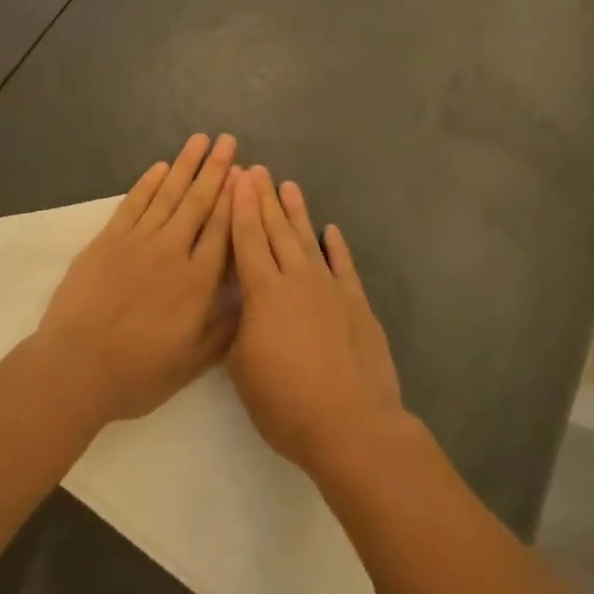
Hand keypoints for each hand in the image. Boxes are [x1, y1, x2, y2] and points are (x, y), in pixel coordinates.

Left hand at [34, 133, 239, 424]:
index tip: (245, 172)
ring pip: (167, 194)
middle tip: (228, 140)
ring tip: (200, 140)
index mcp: (197, 281)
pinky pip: (133, 203)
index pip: (222, 228)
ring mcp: (138, 241)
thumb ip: (224, 327)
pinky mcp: (108, 239)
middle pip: (198, 202)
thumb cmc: (138, 371)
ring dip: (185, 165)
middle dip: (215, 169)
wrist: (76, 366)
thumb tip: (249, 295)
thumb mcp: (193, 362)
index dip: (234, 198)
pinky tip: (160, 167)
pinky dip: (148, 183)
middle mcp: (172, 251)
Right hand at [227, 168, 406, 479]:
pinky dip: (337, 246)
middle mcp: (296, 278)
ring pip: (309, 240)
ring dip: (297, 212)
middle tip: (257, 170)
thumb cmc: (286, 402)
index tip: (237, 178)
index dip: (239, 207)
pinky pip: (344, 265)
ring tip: (288, 186)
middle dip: (264, 198)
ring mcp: (330, 288)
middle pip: (276, 230)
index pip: (247, 238)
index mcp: (263, 291)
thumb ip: (239, 327)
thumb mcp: (242, 368)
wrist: (351, 424)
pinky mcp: (356, 304)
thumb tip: (242, 304)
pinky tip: (331, 230)